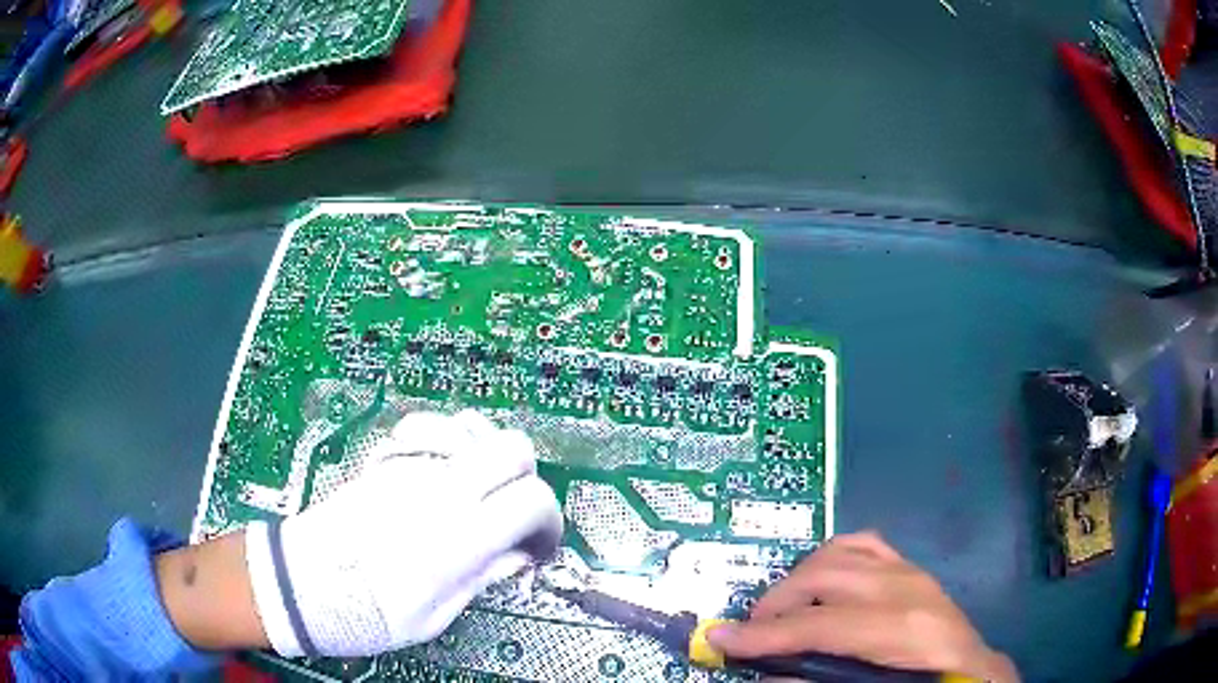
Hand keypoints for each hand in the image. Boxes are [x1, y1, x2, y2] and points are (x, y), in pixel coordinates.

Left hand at [243, 410, 563, 656]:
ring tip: (480, 491)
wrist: (303, 584)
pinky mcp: (387, 461)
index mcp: (458, 538)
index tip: (536, 545)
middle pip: (513, 448)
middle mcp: (440, 491)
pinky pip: (432, 429)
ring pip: (473, 428)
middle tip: (513, 512)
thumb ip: (482, 577)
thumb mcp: (436, 616)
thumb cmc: (367, 612)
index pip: (533, 500)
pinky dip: (451, 442)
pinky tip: (443, 470)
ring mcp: (410, 468)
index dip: (548, 522)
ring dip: (489, 456)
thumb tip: (516, 557)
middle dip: (527, 477)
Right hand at [707, 532, 1018, 681]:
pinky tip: (819, 581)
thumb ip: (814, 680)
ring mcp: (910, 572)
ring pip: (839, 552)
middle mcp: (905, 590)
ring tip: (782, 610)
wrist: (971, 670)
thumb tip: (766, 672)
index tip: (719, 640)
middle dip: (775, 603)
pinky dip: (831, 558)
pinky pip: (864, 545)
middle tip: (751, 631)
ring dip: (799, 579)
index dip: (764, 635)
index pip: (818, 625)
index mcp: (900, 630)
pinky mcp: (911, 567)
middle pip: (823, 578)